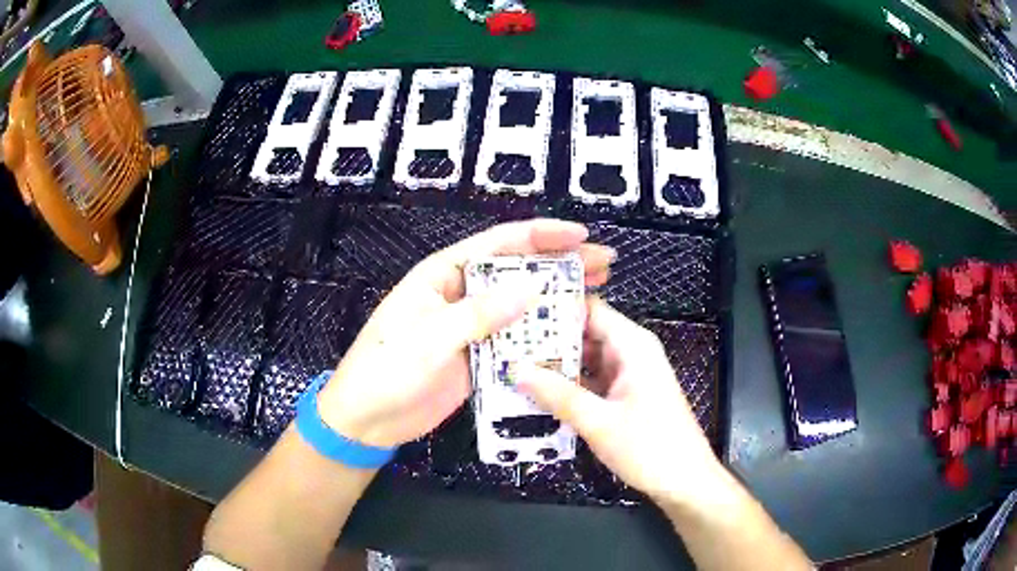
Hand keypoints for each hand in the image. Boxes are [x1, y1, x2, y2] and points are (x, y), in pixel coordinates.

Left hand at [316, 219, 613, 448]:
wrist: (367, 420)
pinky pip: (514, 340)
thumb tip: (530, 287)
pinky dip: (540, 336)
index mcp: (443, 276)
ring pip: (520, 306)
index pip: (497, 245)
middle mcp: (461, 294)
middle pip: (516, 272)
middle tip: (604, 263)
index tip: (580, 236)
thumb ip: (478, 314)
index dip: (540, 236)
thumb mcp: (428, 340)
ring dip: (555, 300)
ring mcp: (471, 326)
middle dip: (559, 264)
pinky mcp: (477, 356)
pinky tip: (568, 336)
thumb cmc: (385, 372)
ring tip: (597, 293)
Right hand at [517, 297, 723, 505]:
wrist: (684, 482)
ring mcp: (629, 375)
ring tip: (514, 366)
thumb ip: (558, 394)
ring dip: (556, 366)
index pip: (589, 309)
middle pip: (585, 333)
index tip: (517, 314)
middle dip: (548, 340)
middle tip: (506, 344)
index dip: (555, 308)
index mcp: (633, 346)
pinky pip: (592, 381)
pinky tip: (539, 393)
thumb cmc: (650, 448)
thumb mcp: (599, 422)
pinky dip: (569, 386)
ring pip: (586, 359)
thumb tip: (517, 370)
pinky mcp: (625, 396)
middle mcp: (631, 353)